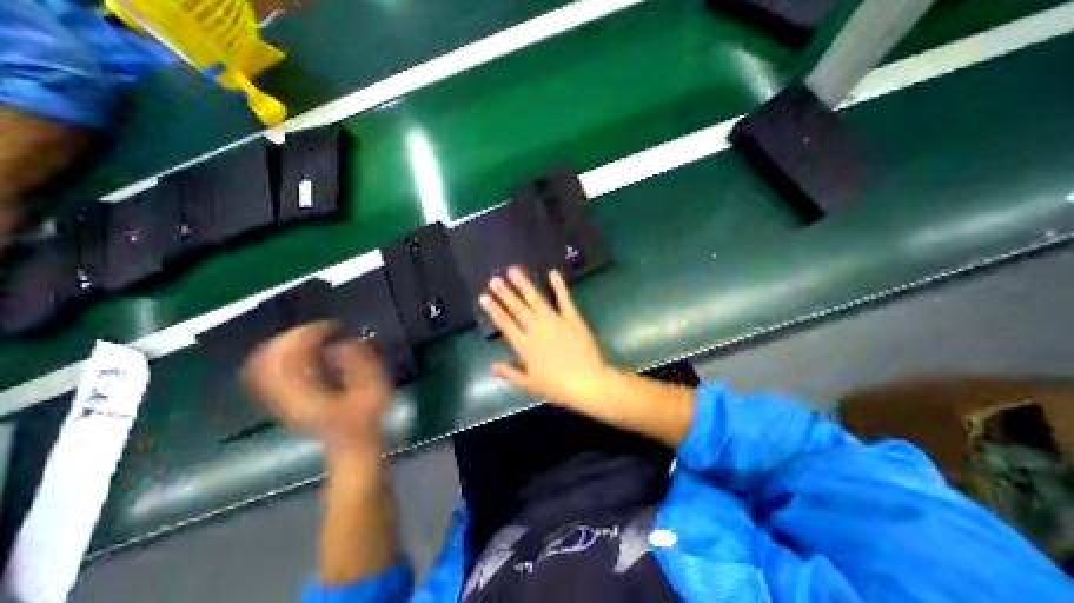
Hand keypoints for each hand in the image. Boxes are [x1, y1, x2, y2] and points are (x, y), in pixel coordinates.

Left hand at [240, 323, 393, 458]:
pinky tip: (302, 349)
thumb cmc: (365, 418)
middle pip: (268, 357)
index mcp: (305, 394)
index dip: (308, 335)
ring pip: (262, 363)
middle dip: (295, 335)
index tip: (333, 326)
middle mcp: (283, 396)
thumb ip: (359, 365)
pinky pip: (267, 371)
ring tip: (313, 334)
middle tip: (323, 328)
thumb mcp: (371, 390)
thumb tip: (339, 343)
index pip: (288, 357)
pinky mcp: (282, 398)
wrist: (351, 444)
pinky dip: (281, 354)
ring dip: (286, 343)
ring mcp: (278, 398)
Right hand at [478, 267, 612, 410]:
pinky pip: (563, 299)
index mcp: (524, 346)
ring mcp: (554, 321)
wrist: (586, 383)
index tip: (484, 297)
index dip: (494, 310)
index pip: (505, 324)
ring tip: (513, 270)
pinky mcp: (571, 318)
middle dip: (505, 293)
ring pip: (535, 299)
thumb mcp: (529, 384)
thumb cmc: (557, 387)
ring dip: (524, 284)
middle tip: (494, 279)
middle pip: (517, 308)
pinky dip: (558, 286)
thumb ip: (509, 373)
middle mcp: (536, 329)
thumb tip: (491, 367)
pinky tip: (552, 273)